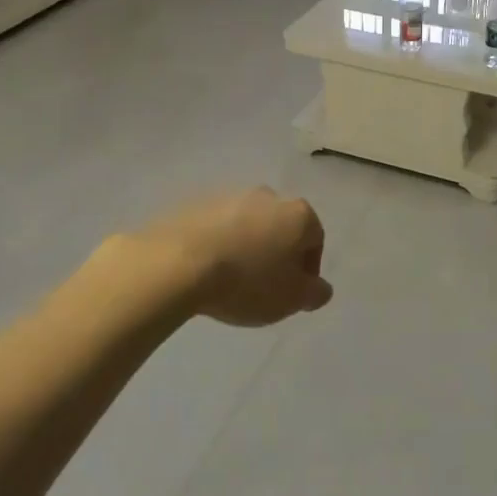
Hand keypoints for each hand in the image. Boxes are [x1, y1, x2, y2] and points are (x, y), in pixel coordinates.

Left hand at [115, 187, 332, 326]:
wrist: (177, 264)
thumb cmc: (247, 282)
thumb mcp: (291, 299)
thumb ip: (314, 293)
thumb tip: (319, 288)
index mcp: (298, 214)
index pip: (315, 240)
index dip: (307, 271)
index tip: (292, 294)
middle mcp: (268, 196)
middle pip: (280, 228)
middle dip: (276, 254)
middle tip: (262, 287)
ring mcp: (228, 196)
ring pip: (247, 225)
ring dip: (245, 247)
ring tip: (230, 280)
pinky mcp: (194, 204)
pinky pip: (215, 227)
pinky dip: (216, 244)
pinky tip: (205, 270)